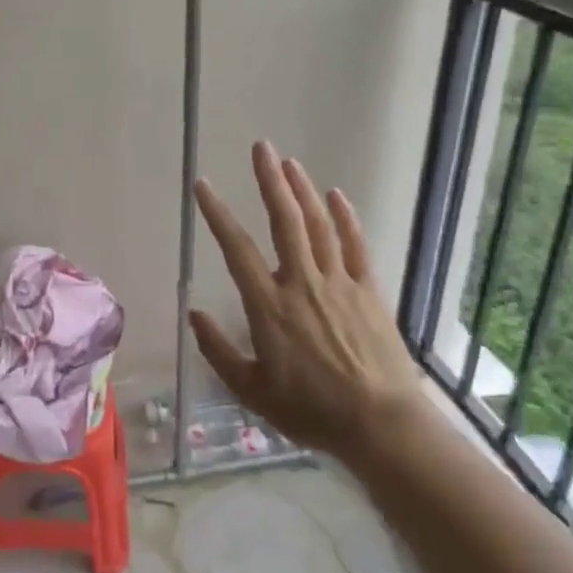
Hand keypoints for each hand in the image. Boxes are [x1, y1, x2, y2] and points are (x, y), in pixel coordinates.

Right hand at [191, 141, 426, 463]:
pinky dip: (346, 218)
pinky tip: (336, 196)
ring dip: (303, 191)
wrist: (380, 425)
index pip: (236, 248)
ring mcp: (339, 283)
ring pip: (319, 225)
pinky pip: (355, 246)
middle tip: (261, 147)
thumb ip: (218, 351)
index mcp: (269, 305)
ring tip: (289, 162)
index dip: (217, 213)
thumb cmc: (311, 411)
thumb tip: (193, 313)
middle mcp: (302, 283)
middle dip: (270, 180)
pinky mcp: (369, 291)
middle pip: (285, 220)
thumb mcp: (252, 391)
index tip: (203, 185)